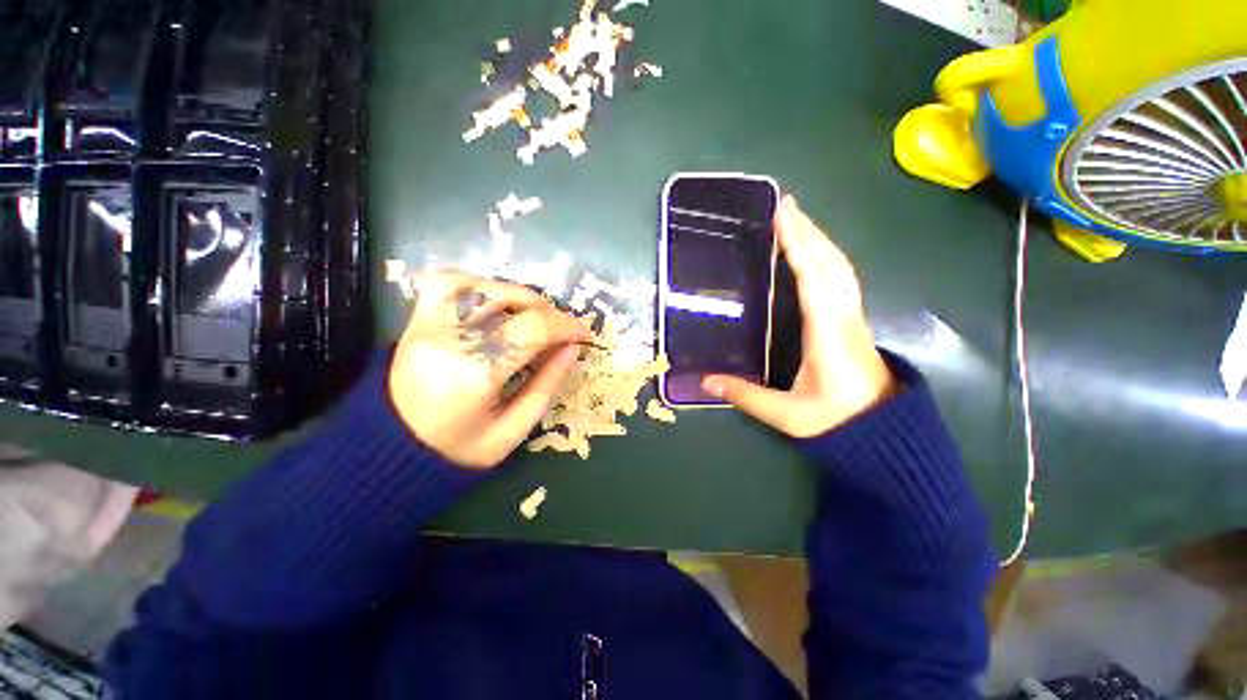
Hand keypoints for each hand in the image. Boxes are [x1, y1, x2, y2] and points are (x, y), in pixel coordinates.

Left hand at [388, 272, 592, 467]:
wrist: (389, 453)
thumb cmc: (456, 452)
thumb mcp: (512, 431)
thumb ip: (547, 386)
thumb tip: (572, 349)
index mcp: (476, 374)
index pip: (533, 329)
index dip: (567, 326)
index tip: (584, 334)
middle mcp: (449, 339)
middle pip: (512, 300)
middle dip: (549, 312)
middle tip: (562, 331)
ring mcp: (428, 325)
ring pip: (484, 285)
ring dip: (521, 295)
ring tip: (535, 316)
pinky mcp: (417, 321)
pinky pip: (448, 283)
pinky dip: (481, 284)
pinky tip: (497, 301)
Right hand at [702, 196, 897, 437]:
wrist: (883, 432)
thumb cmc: (836, 421)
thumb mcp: (788, 414)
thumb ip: (746, 396)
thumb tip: (704, 381)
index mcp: (828, 334)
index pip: (814, 279)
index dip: (798, 246)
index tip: (783, 215)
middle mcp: (845, 317)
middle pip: (831, 264)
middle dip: (809, 231)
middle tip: (786, 205)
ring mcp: (853, 317)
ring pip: (840, 267)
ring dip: (820, 239)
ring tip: (797, 221)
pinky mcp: (853, 320)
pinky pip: (842, 278)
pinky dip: (827, 257)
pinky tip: (815, 253)